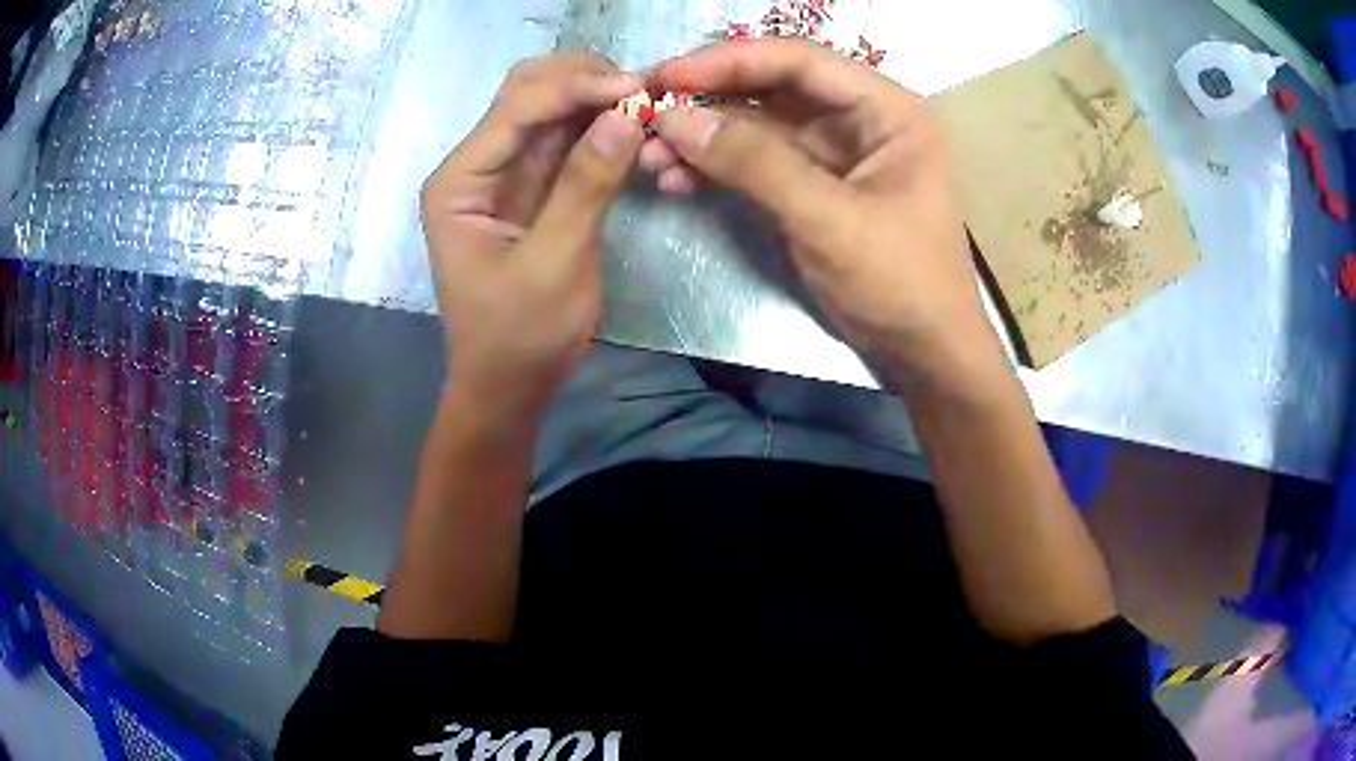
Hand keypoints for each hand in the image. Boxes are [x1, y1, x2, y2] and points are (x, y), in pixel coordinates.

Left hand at [421, 53, 643, 418]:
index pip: (517, 108)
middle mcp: (478, 165)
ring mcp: (507, 173)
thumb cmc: (519, 336)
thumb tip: (626, 115)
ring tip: (647, 103)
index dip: (576, 88)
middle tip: (643, 90)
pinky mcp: (536, 187)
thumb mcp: (554, 264)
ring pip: (551, 109)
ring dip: (597, 99)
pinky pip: (568, 140)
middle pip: (527, 92)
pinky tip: (634, 128)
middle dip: (584, 81)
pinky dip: (602, 128)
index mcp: (460, 181)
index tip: (637, 88)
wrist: (509, 385)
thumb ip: (585, 186)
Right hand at [647, 40, 994, 383]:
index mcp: (886, 109)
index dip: (729, 60)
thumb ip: (755, 164)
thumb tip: (675, 119)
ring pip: (756, 126)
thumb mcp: (830, 220)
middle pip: (771, 88)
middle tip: (644, 110)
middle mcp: (859, 118)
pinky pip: (755, 163)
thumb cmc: (899, 282)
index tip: (666, 75)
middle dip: (707, 99)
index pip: (800, 61)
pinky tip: (674, 179)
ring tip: (649, 156)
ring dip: (703, 137)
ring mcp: (832, 152)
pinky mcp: (810, 185)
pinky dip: (716, 168)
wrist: (921, 351)